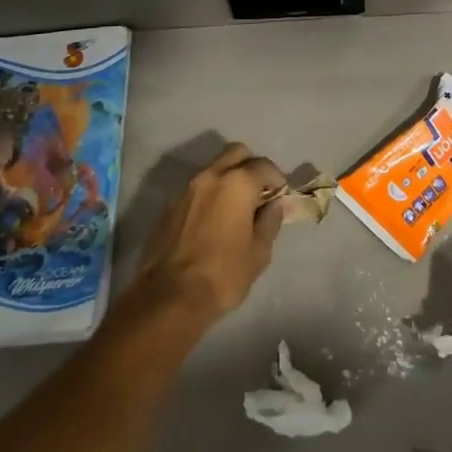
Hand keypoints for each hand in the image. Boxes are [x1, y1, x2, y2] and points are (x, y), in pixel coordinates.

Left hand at [132, 142, 286, 324]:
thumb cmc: (223, 274)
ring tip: (237, 208)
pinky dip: (210, 194)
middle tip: (259, 193)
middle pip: (236, 154)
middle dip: (251, 167)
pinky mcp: (169, 205)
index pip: (264, 166)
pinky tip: (214, 220)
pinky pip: (197, 188)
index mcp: (237, 183)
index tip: (281, 196)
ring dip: (229, 179)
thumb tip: (274, 205)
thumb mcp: (259, 252)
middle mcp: (210, 176)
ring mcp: (186, 189)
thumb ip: (270, 221)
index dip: (277, 179)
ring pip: (214, 168)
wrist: (169, 297)